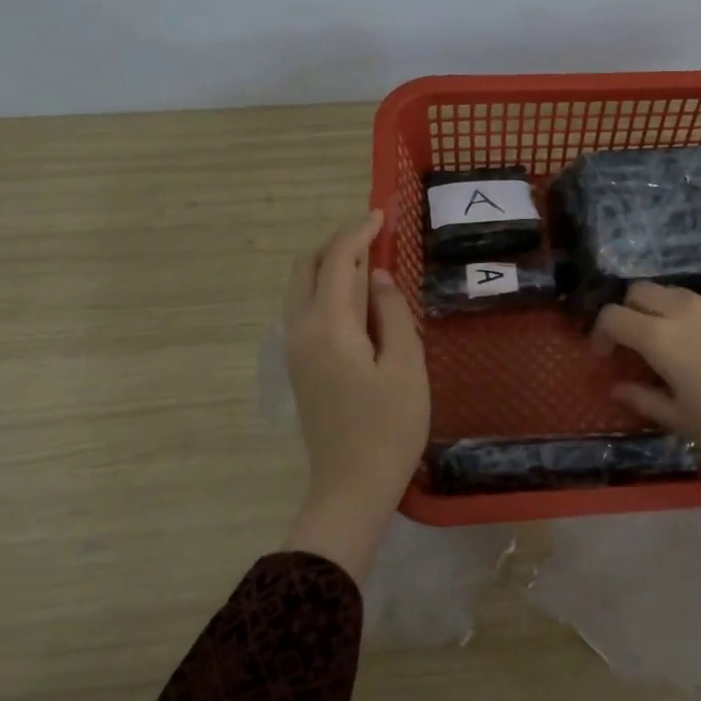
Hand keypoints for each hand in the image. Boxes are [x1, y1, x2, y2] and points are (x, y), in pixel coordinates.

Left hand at [281, 211, 428, 579]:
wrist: (351, 486)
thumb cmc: (389, 427)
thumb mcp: (406, 365)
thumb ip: (392, 312)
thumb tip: (379, 277)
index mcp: (328, 326)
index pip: (338, 260)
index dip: (358, 231)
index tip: (382, 214)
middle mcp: (300, 330)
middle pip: (307, 266)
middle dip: (337, 242)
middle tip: (374, 234)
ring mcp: (294, 349)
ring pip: (301, 287)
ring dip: (329, 264)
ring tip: (368, 261)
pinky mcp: (299, 365)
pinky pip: (305, 308)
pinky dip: (326, 288)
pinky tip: (357, 298)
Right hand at [594, 283, 700, 561]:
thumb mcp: (682, 420)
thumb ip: (643, 399)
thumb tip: (616, 387)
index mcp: (661, 337)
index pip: (613, 316)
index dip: (599, 333)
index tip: (603, 358)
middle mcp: (683, 311)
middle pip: (638, 291)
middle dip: (624, 312)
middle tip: (629, 346)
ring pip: (668, 292)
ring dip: (653, 310)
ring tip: (661, 347)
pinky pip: (695, 302)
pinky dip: (680, 315)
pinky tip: (695, 349)